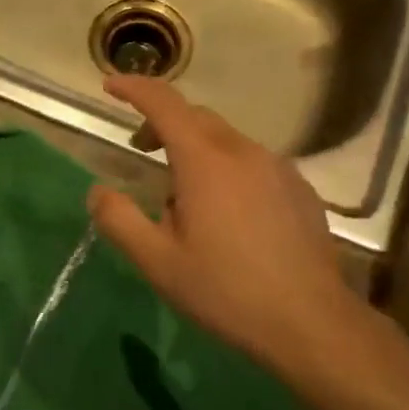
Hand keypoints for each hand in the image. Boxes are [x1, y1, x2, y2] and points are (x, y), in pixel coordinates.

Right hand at [86, 75, 371, 378]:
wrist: (310, 322)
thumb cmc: (226, 290)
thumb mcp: (158, 262)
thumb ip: (119, 220)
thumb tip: (98, 191)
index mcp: (205, 160)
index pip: (164, 103)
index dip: (134, 88)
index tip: (111, 87)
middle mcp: (243, 151)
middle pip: (197, 117)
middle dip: (164, 124)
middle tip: (142, 151)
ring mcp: (279, 167)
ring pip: (227, 141)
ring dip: (198, 151)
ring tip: (186, 199)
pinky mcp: (300, 188)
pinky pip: (255, 163)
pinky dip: (230, 170)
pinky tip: (231, 215)